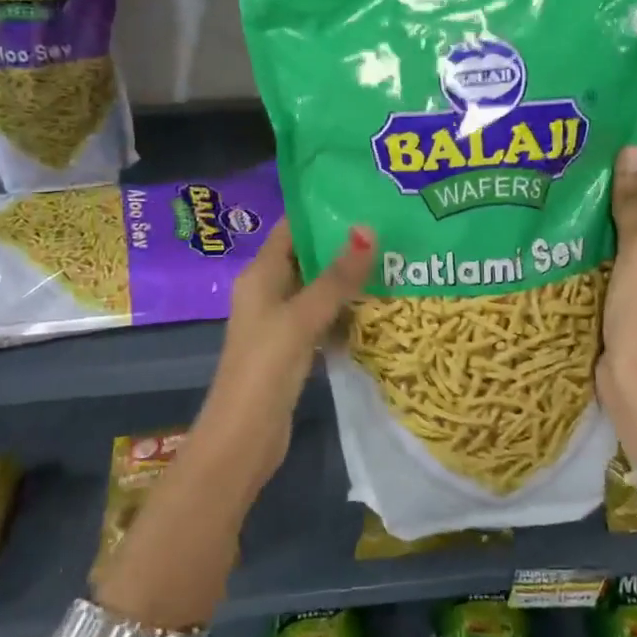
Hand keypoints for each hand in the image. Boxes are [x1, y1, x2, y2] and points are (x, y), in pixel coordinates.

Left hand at [195, 221, 375, 488]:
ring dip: (348, 279)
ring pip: (318, 289)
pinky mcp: (293, 349)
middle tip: (391, 229)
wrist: (243, 438)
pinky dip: (345, 311)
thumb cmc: (266, 368)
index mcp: (260, 275)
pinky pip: (322, 318)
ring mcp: (280, 322)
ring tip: (393, 260)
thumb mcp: (302, 317)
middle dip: (344, 245)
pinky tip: (379, 306)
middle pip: (307, 257)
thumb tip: (368, 228)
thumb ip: (336, 277)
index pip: (291, 229)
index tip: (364, 198)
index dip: (322, 212)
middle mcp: (268, 292)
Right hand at [598, 145, 636, 464]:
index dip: (628, 173)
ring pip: (628, 235)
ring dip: (600, 224)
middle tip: (567, 179)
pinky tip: (567, 238)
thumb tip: (632, 148)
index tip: (585, 164)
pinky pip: (618, 261)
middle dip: (611, 198)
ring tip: (561, 202)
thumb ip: (633, 201)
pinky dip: (598, 250)